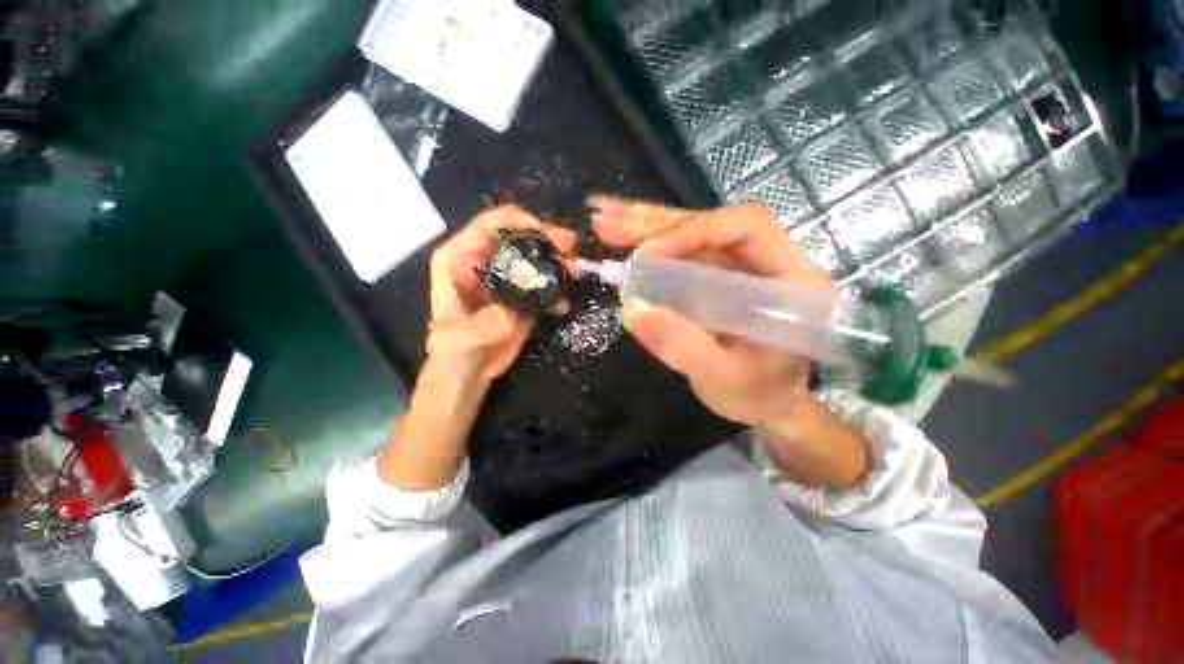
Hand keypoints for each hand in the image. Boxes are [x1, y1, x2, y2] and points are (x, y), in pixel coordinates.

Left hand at [378, 205, 575, 490]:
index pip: (490, 224)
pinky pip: (545, 284)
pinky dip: (558, 289)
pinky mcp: (524, 296)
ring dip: (559, 262)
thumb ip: (482, 325)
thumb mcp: (459, 338)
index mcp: (460, 257)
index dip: (519, 221)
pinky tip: (565, 303)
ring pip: (537, 258)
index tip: (546, 232)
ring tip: (577, 273)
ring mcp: (508, 278)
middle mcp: (486, 261)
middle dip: (548, 240)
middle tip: (572, 249)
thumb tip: (512, 315)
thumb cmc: (453, 352)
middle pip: (520, 237)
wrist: (469, 374)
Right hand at [593, 201, 831, 428]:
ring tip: (605, 224)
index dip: (695, 232)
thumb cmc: (756, 394)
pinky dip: (646, 248)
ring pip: (690, 236)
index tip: (649, 253)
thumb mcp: (721, 377)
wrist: (765, 403)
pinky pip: (679, 257)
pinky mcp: (712, 280)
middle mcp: (764, 261)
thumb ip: (682, 345)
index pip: (747, 228)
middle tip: (608, 222)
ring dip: (645, 228)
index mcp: (788, 279)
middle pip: (710, 225)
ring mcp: (735, 269)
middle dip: (657, 223)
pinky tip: (618, 243)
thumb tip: (633, 310)